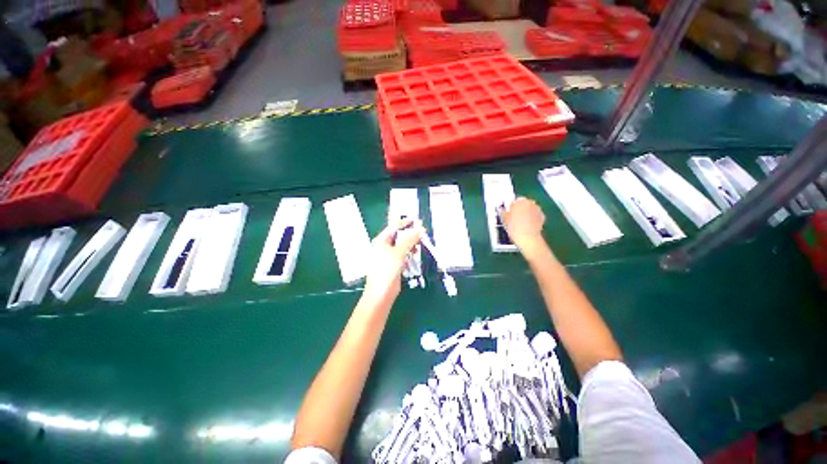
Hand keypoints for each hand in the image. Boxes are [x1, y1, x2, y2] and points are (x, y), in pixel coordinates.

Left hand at [361, 219, 422, 307]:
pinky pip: (404, 254)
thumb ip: (409, 240)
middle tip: (422, 233)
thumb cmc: (387, 269)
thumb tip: (420, 230)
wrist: (382, 292)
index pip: (394, 227)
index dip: (405, 223)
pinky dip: (410, 253)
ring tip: (420, 245)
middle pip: (399, 236)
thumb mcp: (399, 252)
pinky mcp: (394, 264)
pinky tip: (416, 254)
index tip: (417, 220)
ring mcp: (389, 255)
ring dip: (411, 244)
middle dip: (410, 234)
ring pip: (403, 245)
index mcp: (382, 240)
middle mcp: (385, 246)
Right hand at [503, 197, 546, 254]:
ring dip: (526, 213)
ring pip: (530, 209)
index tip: (509, 213)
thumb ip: (503, 212)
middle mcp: (531, 203)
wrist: (528, 238)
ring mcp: (538, 209)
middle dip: (520, 209)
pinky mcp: (542, 217)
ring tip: (521, 222)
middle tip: (514, 218)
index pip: (515, 201)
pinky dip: (532, 218)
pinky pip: (535, 215)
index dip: (511, 207)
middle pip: (524, 204)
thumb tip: (502, 210)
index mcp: (520, 201)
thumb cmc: (514, 227)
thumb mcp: (504, 220)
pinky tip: (527, 226)